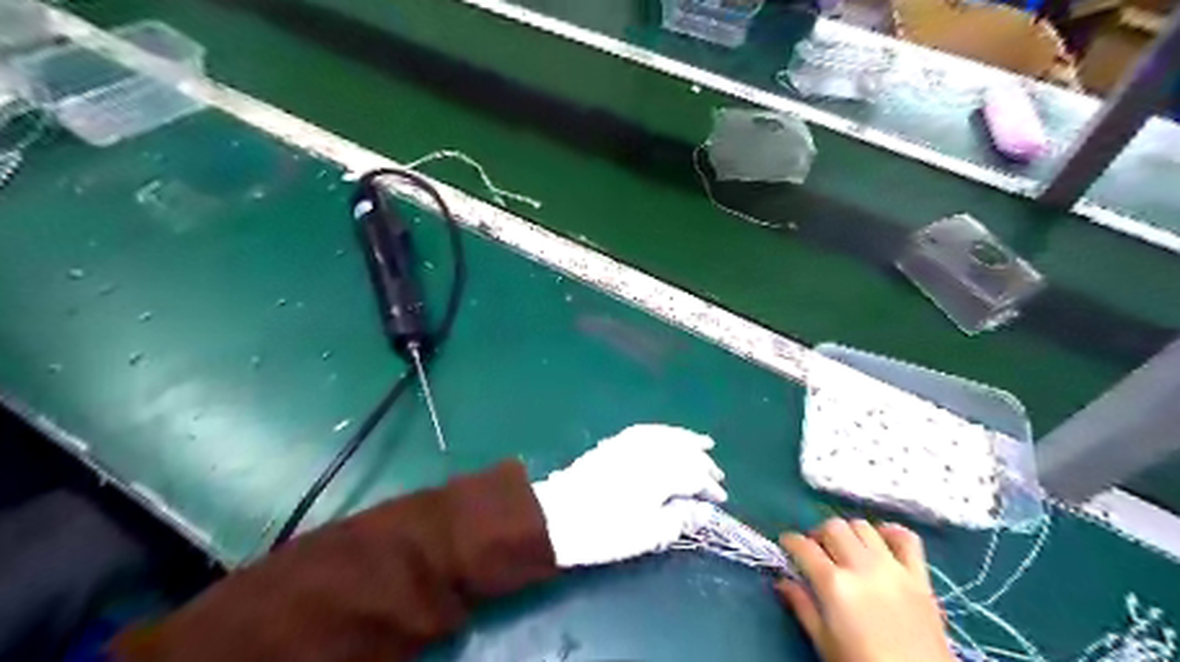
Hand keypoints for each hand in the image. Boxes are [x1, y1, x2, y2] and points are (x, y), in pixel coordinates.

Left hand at [531, 427, 723, 566]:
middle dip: (702, 461)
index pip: (694, 474)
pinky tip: (666, 436)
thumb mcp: (649, 532)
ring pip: (666, 435)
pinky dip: (662, 432)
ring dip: (686, 438)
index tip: (718, 499)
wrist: (556, 518)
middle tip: (716, 473)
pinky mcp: (613, 444)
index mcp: (660, 473)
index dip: (709, 486)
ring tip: (701, 443)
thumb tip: (704, 510)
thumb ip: (680, 518)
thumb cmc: (606, 530)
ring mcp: (628, 444)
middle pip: (683, 450)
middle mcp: (648, 451)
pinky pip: (645, 431)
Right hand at [776, 520, 957, 661]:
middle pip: (833, 527)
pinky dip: (891, 533)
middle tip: (816, 551)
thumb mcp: (824, 643)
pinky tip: (881, 542)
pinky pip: (907, 538)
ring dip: (849, 532)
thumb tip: (782, 582)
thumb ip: (802, 606)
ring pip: (863, 526)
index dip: (790, 541)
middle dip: (819, 534)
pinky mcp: (920, 576)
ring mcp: (893, 568)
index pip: (803, 546)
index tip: (786, 545)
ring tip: (846, 548)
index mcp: (834, 584)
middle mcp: (862, 567)